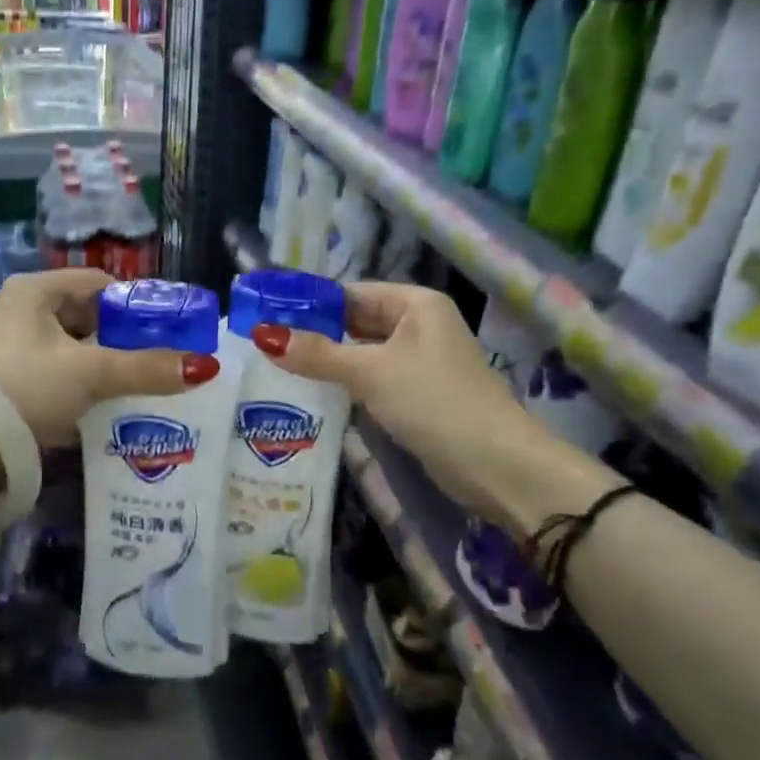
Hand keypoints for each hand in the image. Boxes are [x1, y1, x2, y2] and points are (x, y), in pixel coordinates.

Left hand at [0, 269, 220, 445]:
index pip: (99, 284)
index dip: (136, 304)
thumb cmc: (22, 386)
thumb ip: (145, 369)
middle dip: (122, 341)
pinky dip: (78, 391)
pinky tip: (102, 413)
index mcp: (37, 291)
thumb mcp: (90, 373)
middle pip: (86, 319)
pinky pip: (54, 378)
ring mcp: (9, 349)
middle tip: (160, 363)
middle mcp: (21, 312)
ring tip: (140, 390)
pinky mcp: (3, 384)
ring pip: (71, 352)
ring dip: (102, 370)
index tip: (168, 329)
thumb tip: (204, 366)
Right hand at [248, 282, 593, 534]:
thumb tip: (264, 335)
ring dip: (327, 361)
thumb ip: (318, 354)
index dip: (310, 302)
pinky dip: (345, 384)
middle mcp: (419, 325)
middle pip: (355, 322)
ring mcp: (419, 362)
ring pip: (362, 353)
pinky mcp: (416, 395)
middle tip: (263, 342)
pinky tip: (310, 393)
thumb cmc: (435, 402)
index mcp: (416, 304)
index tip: (266, 313)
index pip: (351, 292)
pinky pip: (372, 379)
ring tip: (275, 366)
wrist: (497, 466)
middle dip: (315, 333)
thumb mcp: (371, 373)